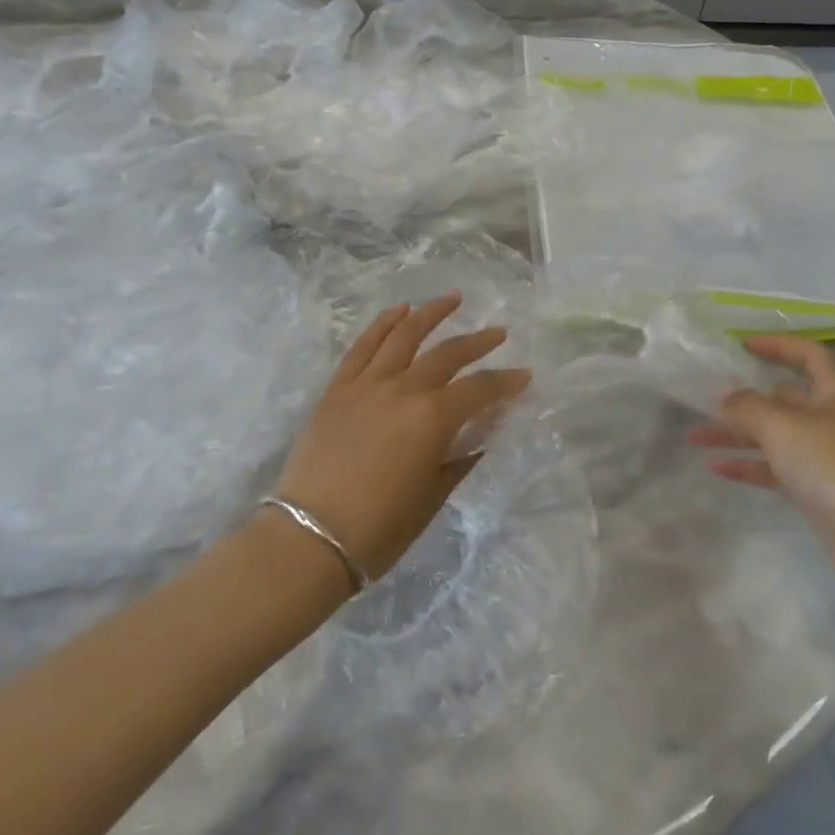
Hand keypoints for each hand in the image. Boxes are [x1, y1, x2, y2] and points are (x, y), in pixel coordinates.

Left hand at [273, 294, 530, 581]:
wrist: (310, 536)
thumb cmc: (380, 527)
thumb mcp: (434, 494)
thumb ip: (461, 456)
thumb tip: (482, 432)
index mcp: (433, 417)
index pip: (480, 389)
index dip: (506, 382)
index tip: (524, 375)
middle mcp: (404, 388)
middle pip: (448, 354)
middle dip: (478, 342)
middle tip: (499, 333)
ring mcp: (367, 383)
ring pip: (404, 336)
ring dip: (431, 313)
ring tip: (453, 298)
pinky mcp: (339, 387)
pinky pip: (363, 346)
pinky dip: (383, 325)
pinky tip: (399, 310)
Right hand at [690, 335, 834, 584]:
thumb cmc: (831, 463)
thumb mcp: (781, 425)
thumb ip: (746, 405)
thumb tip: (725, 395)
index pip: (808, 354)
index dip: (777, 345)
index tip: (742, 346)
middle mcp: (833, 418)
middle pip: (784, 398)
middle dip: (743, 398)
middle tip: (707, 399)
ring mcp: (826, 455)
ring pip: (774, 434)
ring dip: (736, 434)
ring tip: (695, 436)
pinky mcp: (819, 487)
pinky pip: (777, 467)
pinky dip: (748, 464)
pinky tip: (716, 467)